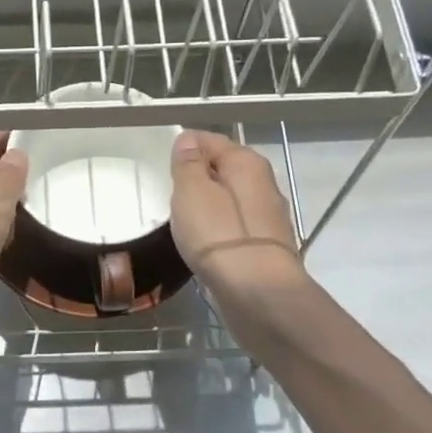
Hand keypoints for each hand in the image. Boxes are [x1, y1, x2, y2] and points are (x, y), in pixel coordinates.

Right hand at [169, 130, 307, 304]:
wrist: (258, 293)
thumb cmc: (219, 236)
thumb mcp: (192, 192)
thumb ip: (188, 164)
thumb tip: (188, 139)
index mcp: (246, 162)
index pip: (209, 139)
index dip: (184, 148)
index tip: (163, 167)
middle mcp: (263, 183)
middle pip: (223, 170)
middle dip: (197, 178)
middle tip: (170, 195)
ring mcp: (268, 217)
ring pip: (229, 199)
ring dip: (208, 206)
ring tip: (183, 222)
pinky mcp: (265, 246)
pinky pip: (234, 226)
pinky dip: (218, 229)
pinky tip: (204, 244)